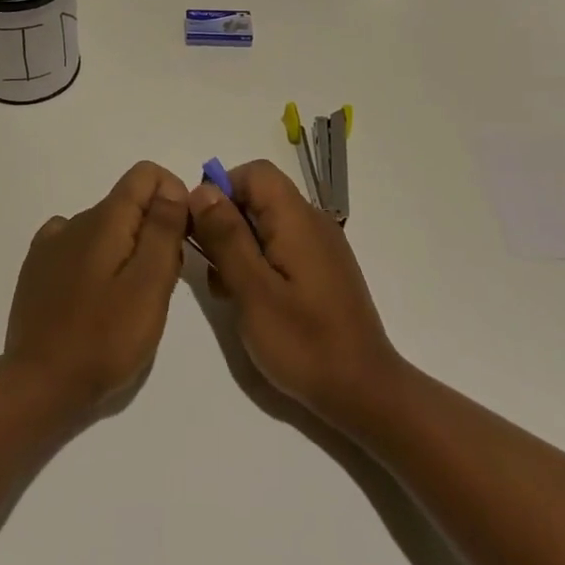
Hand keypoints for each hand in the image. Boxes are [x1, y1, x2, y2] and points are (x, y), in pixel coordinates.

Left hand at [4, 161, 190, 414]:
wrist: (40, 384)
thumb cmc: (105, 339)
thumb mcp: (149, 285)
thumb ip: (163, 230)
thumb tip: (171, 187)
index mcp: (103, 219)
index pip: (145, 174)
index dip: (173, 196)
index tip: (182, 239)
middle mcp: (74, 220)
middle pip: (128, 204)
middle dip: (154, 231)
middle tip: (160, 286)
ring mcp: (51, 245)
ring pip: (106, 228)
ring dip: (128, 251)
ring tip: (130, 302)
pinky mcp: (39, 269)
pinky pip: (80, 248)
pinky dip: (99, 262)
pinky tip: (98, 299)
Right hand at [186, 160, 403, 425]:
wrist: (363, 391)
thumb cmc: (303, 342)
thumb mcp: (252, 290)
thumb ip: (226, 236)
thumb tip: (203, 190)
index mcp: (297, 219)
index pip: (254, 172)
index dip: (221, 190)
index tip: (201, 230)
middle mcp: (312, 222)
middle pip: (259, 197)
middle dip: (226, 224)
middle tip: (212, 270)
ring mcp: (320, 247)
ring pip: (266, 224)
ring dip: (238, 247)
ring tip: (227, 293)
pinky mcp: (322, 270)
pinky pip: (281, 247)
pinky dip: (258, 263)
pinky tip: (250, 301)